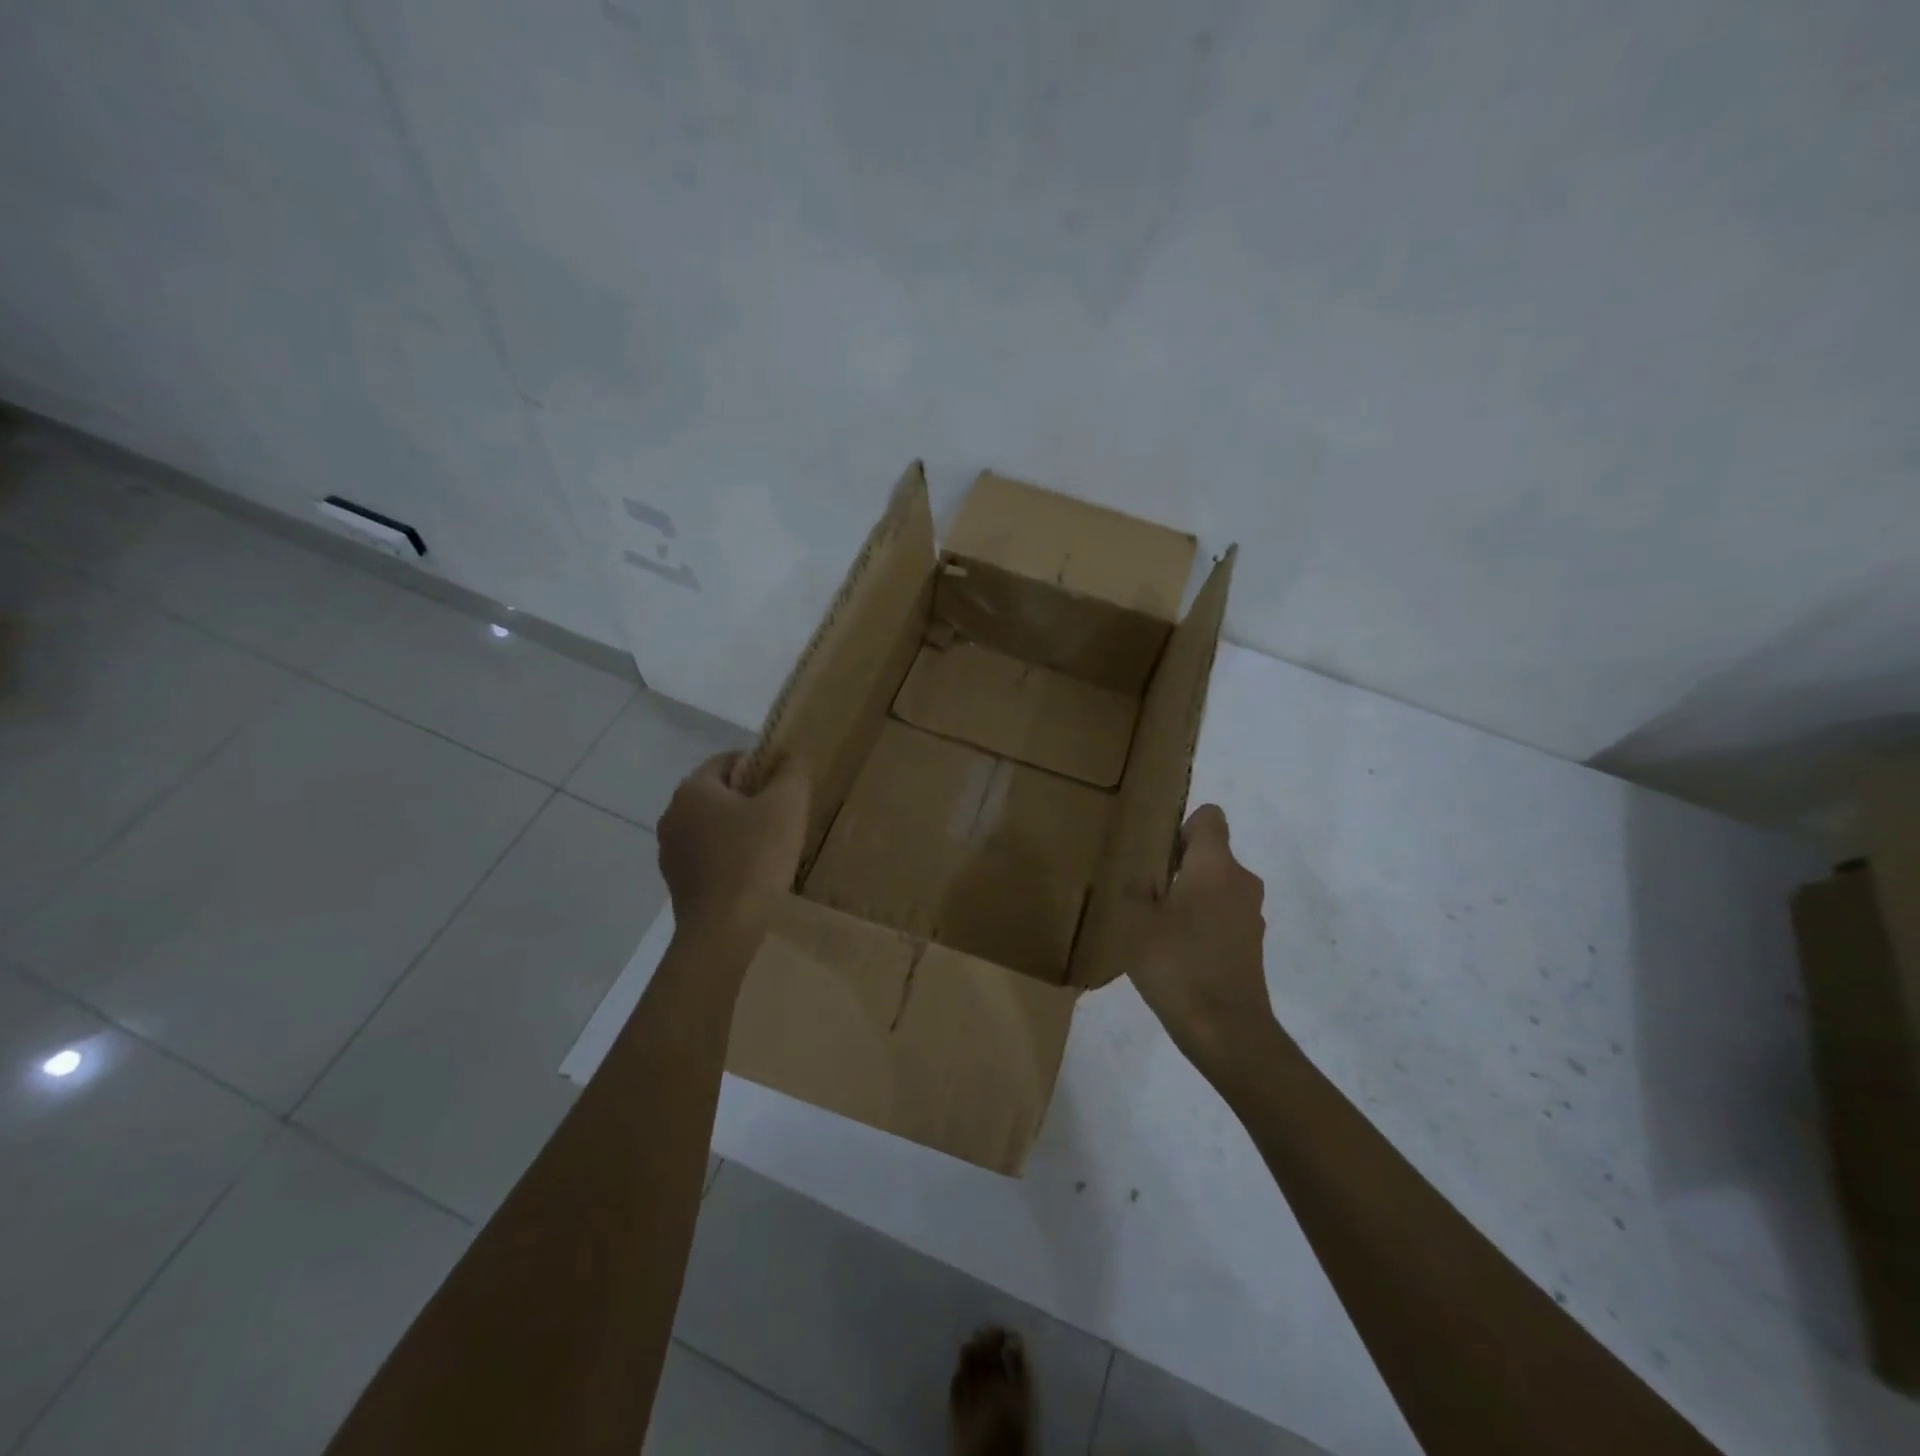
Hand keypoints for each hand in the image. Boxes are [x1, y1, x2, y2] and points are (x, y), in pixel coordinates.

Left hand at [657, 751, 809, 942]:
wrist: (723, 929)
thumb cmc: (755, 858)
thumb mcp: (786, 806)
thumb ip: (792, 772)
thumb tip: (790, 755)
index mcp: (693, 789)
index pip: (727, 760)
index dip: (759, 764)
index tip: (785, 784)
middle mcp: (672, 814)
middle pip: (718, 793)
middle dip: (749, 798)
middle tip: (783, 815)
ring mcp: (670, 850)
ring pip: (711, 825)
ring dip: (737, 828)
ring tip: (770, 846)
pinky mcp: (676, 881)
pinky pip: (706, 855)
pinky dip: (727, 855)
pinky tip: (751, 872)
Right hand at [1127, 804, 1277, 1083]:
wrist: (1226, 1030)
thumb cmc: (1176, 964)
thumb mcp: (1136, 921)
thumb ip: (1137, 889)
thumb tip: (1146, 879)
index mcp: (1215, 865)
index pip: (1210, 818)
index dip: (1183, 827)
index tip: (1159, 855)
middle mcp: (1241, 881)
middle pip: (1212, 854)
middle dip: (1181, 866)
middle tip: (1148, 894)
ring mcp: (1252, 915)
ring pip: (1218, 887)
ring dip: (1192, 897)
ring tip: (1160, 928)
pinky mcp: (1253, 944)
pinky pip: (1224, 916)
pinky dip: (1204, 924)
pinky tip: (1179, 954)